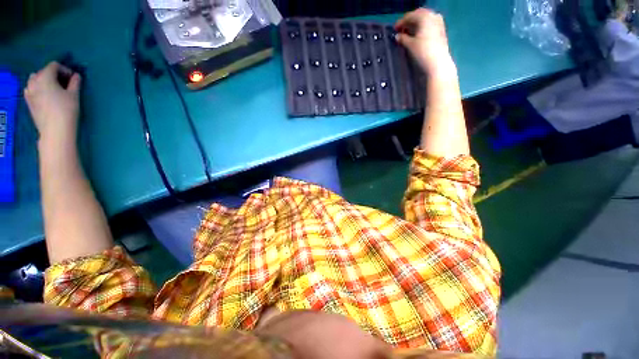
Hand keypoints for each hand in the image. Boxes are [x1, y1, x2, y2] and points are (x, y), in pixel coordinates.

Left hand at [24, 62, 81, 143]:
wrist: (55, 131)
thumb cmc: (66, 110)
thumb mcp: (74, 95)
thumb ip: (75, 83)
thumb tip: (76, 76)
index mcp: (45, 77)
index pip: (54, 66)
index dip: (64, 69)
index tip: (73, 78)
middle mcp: (34, 81)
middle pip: (43, 71)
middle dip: (54, 75)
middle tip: (64, 83)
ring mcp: (29, 92)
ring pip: (35, 79)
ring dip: (44, 80)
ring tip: (53, 88)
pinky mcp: (28, 101)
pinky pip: (31, 89)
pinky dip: (37, 88)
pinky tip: (44, 95)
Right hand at [394, 8, 456, 76]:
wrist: (438, 63)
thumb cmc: (422, 52)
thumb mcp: (410, 45)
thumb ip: (402, 38)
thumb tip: (397, 36)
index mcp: (424, 16)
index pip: (410, 16)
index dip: (401, 22)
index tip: (394, 29)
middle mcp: (432, 16)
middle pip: (418, 15)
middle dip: (409, 21)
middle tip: (401, 30)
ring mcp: (438, 22)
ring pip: (424, 19)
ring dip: (415, 24)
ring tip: (408, 33)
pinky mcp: (441, 30)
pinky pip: (429, 24)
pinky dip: (422, 27)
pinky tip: (417, 34)